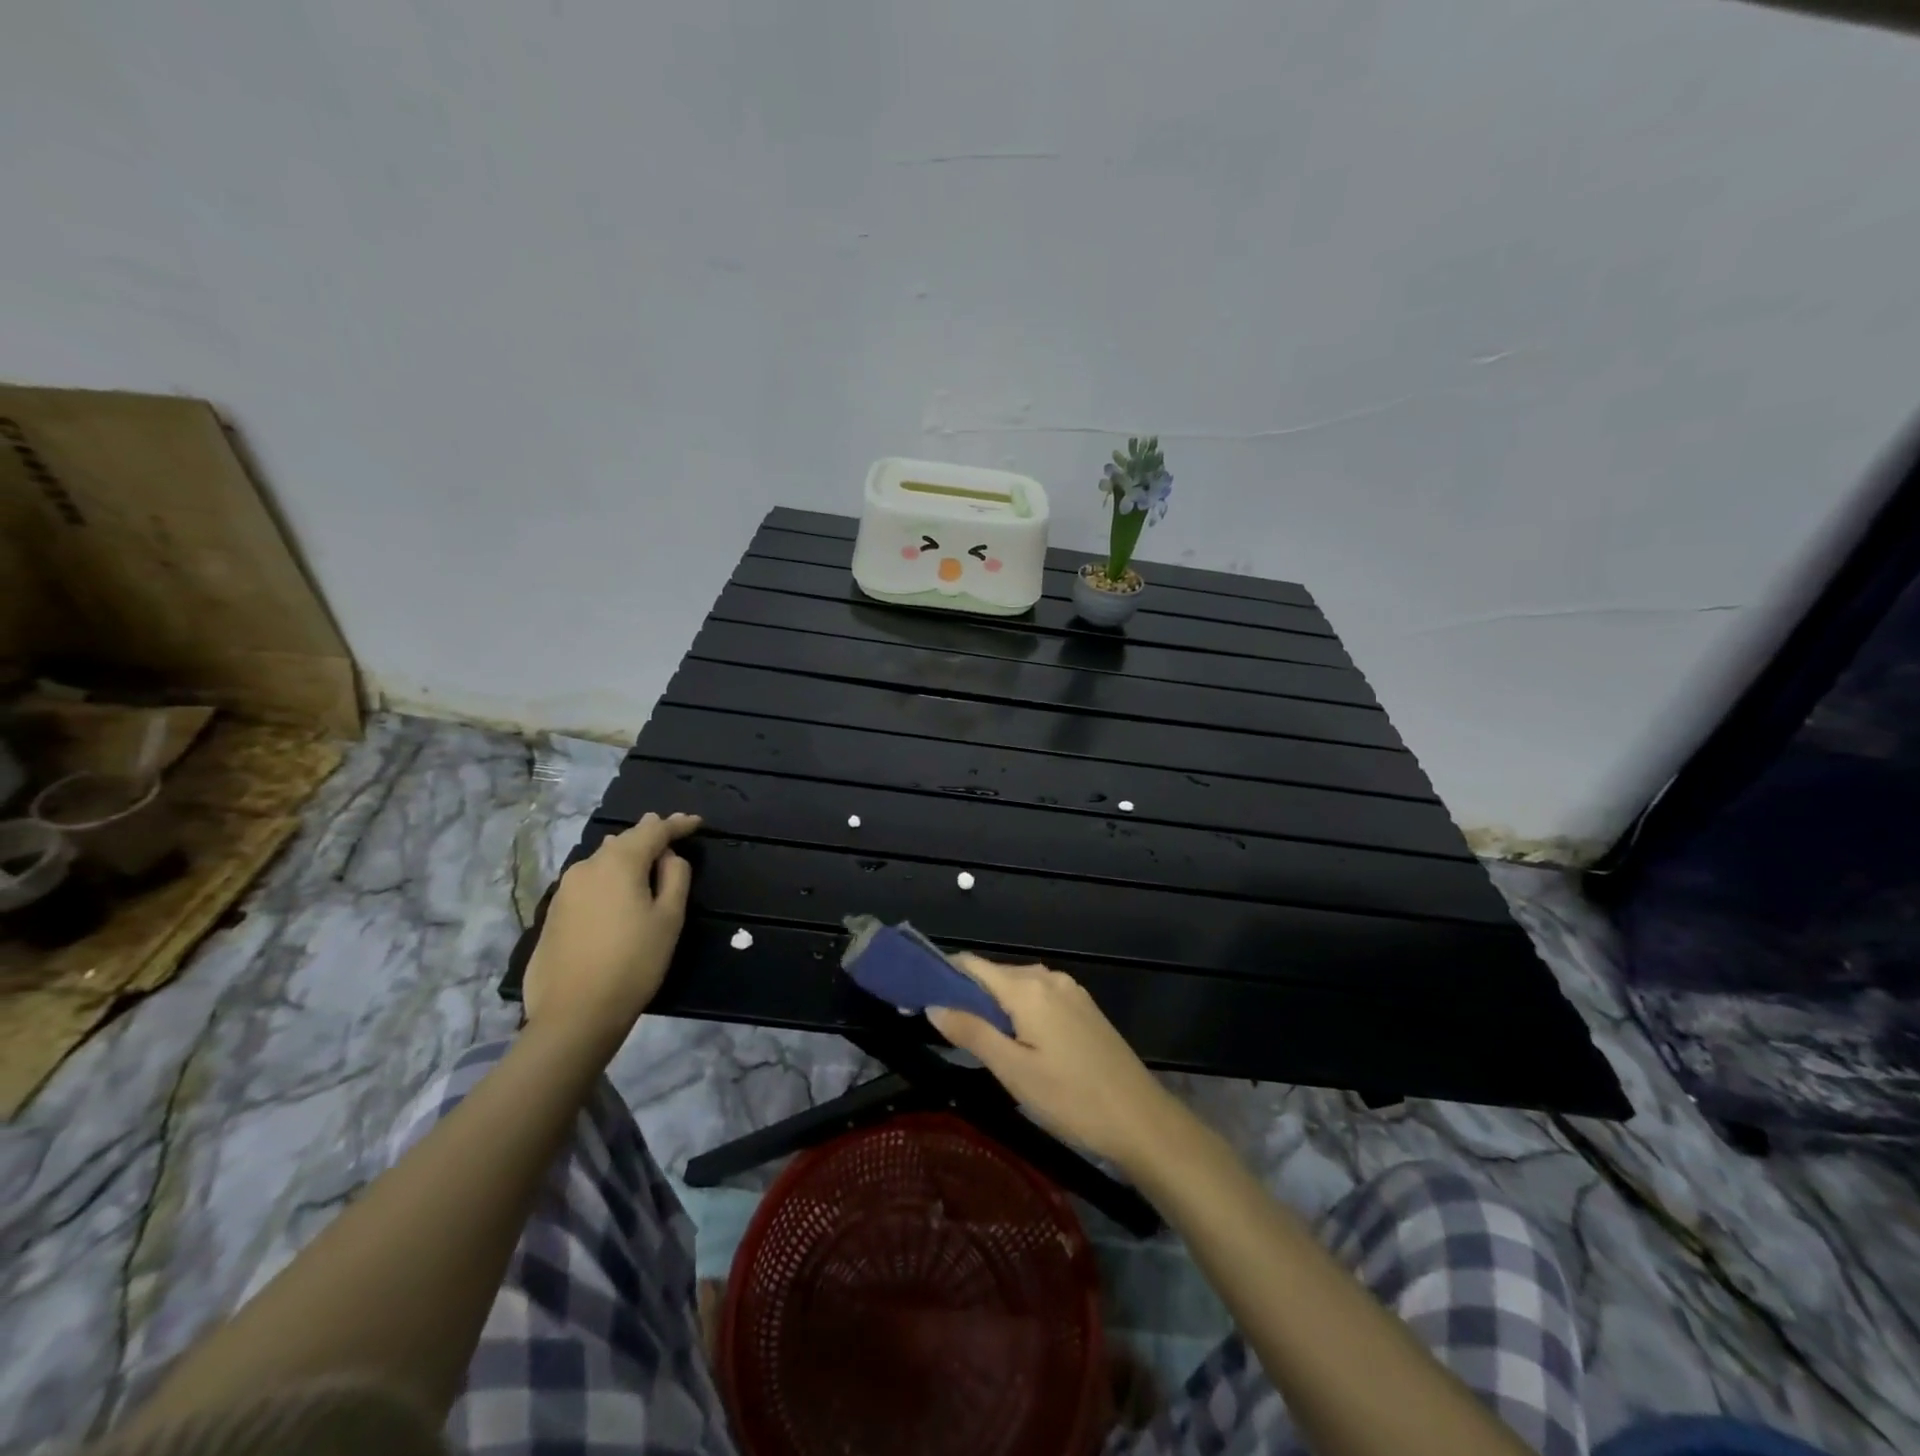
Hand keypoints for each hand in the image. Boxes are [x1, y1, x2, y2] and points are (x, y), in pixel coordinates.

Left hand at [523, 813, 700, 1045]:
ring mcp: (565, 889)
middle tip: (672, 835)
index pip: (654, 830)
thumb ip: (675, 877)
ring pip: (604, 859)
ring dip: (627, 855)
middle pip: (625, 840)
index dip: (677, 824)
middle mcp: (588, 866)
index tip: (696, 822)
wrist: (574, 1013)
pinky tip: (617, 890)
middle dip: (650, 835)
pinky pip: (589, 880)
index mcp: (620, 863)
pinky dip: (609, 876)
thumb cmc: (634, 962)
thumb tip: (667, 857)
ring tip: (646, 859)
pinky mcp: (554, 912)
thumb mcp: (669, 918)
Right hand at [927, 954, 1178, 1170]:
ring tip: (978, 1042)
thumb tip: (933, 1005)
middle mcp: (1049, 978)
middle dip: (968, 995)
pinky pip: (1040, 999)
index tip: (919, 997)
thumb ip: (972, 1032)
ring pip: (1018, 988)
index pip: (973, 964)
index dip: (943, 976)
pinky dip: (1020, 1013)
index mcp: (1028, 987)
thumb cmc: (1071, 1098)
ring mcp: (1071, 991)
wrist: (1141, 1119)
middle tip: (946, 1031)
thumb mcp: (1013, 1070)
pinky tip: (1018, 1044)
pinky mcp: (1084, 1008)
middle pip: (995, 975)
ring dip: (994, 1007)